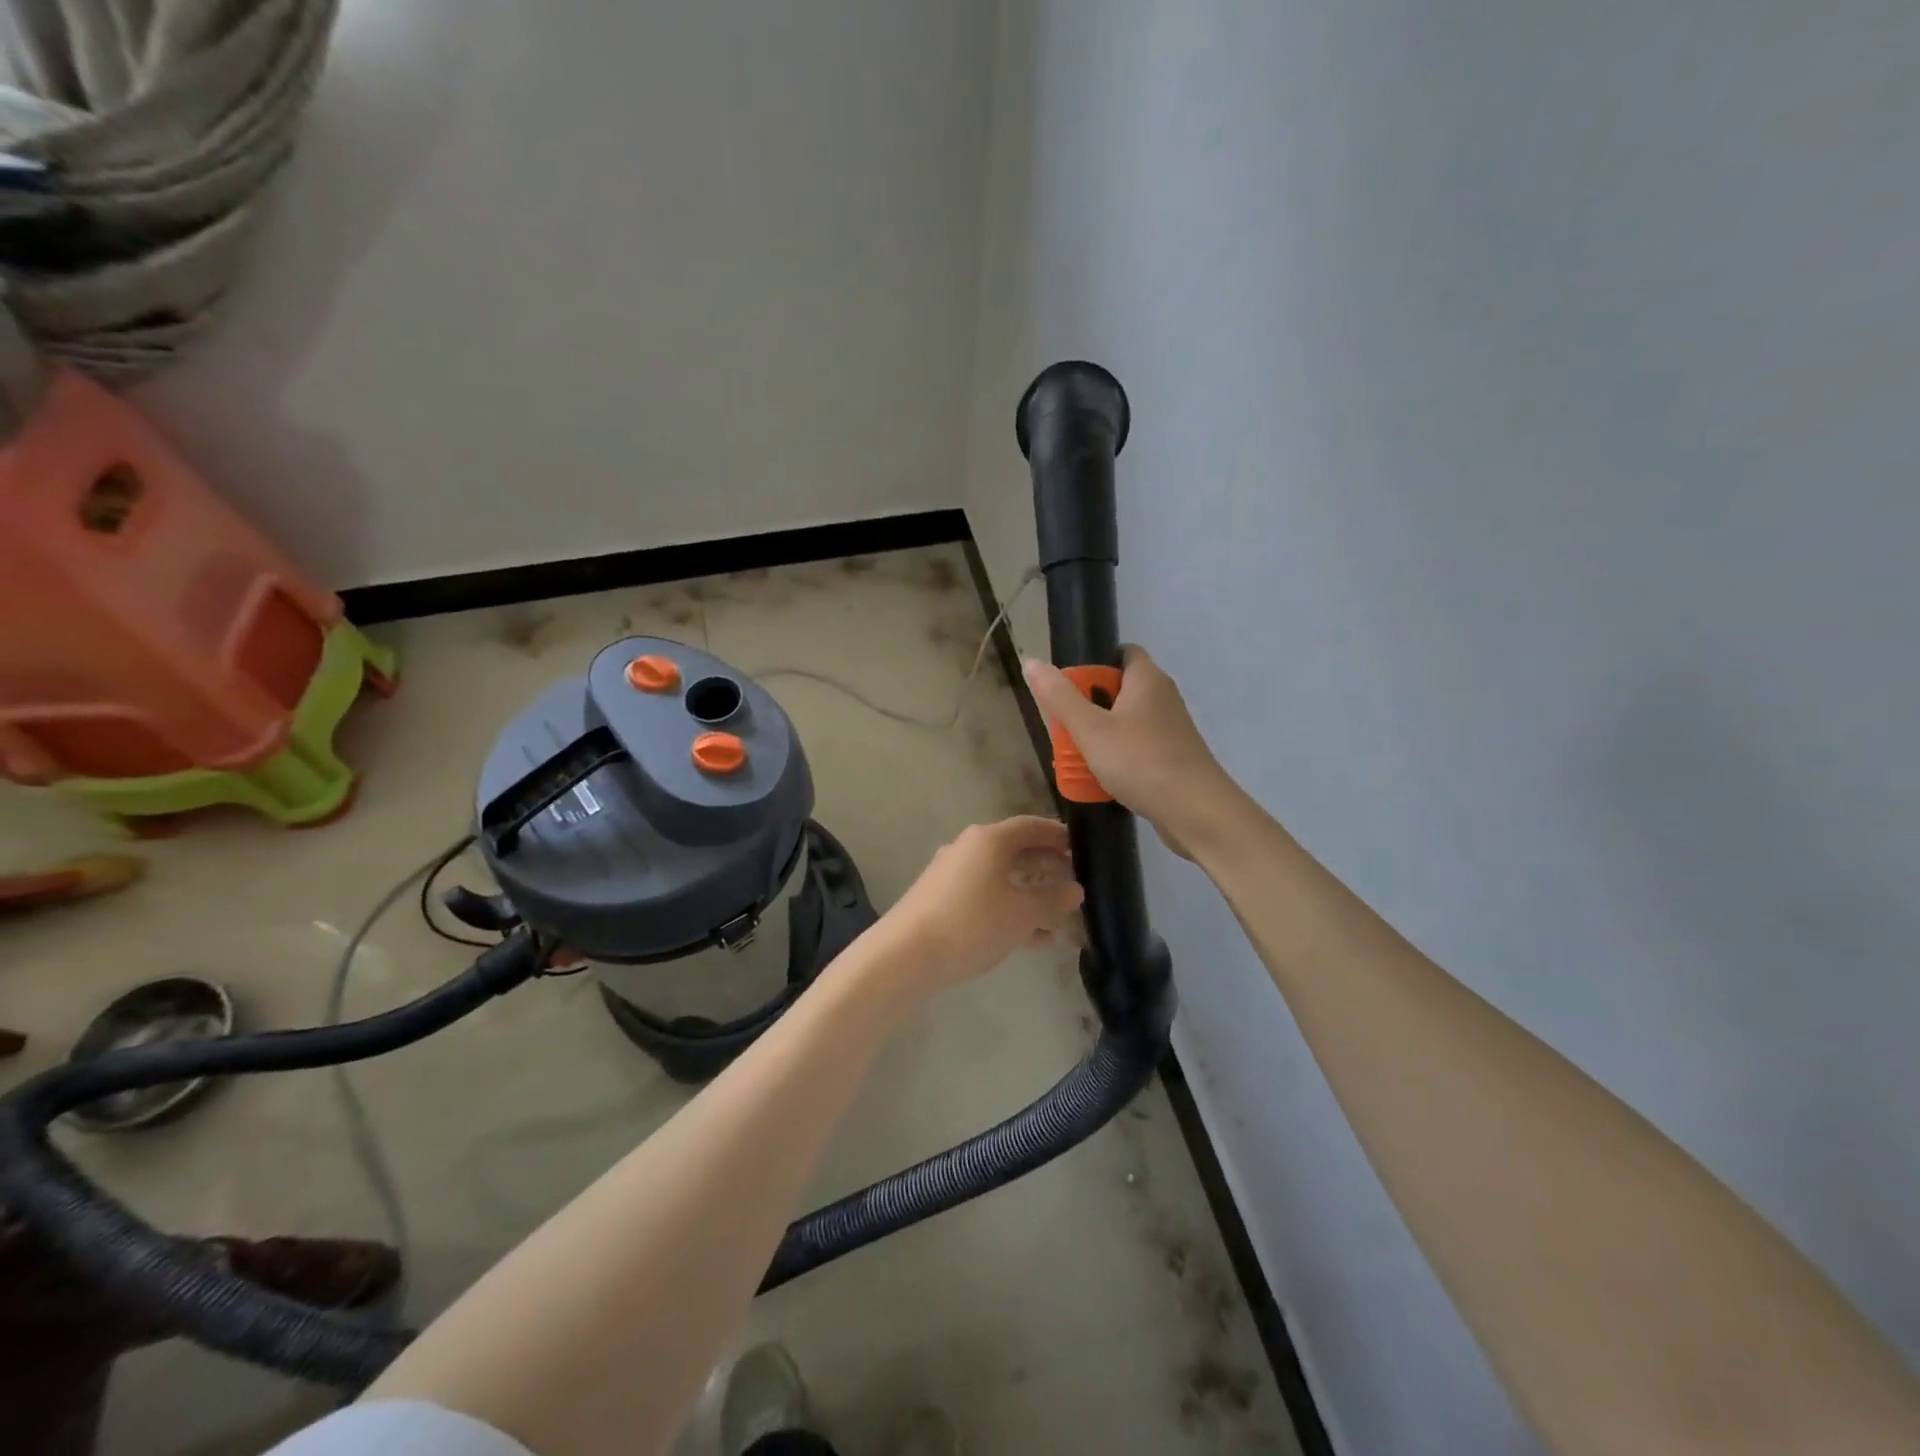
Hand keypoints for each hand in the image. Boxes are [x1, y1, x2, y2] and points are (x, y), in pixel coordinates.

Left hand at [873, 816, 1083, 992]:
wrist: (905, 954)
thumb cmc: (971, 923)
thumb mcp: (1021, 914)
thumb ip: (1052, 900)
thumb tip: (1075, 889)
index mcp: (989, 840)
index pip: (1031, 826)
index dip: (1058, 835)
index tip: (1081, 848)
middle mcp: (969, 848)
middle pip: (1016, 850)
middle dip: (1046, 865)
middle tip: (1074, 880)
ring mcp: (952, 874)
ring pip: (1001, 877)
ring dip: (1030, 893)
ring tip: (1059, 915)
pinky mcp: (942, 900)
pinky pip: (986, 897)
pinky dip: (1010, 910)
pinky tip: (1034, 938)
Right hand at [1023, 647, 1236, 859]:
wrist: (1196, 812)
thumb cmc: (1141, 762)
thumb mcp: (1091, 729)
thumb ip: (1060, 697)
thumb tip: (1031, 661)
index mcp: (1147, 679)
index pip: (1120, 653)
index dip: (1093, 665)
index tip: (1067, 687)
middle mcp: (1162, 697)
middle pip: (1117, 691)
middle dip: (1087, 707)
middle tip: (1063, 727)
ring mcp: (1169, 730)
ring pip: (1124, 723)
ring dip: (1098, 737)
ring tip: (1074, 756)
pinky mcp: (1172, 758)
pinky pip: (1135, 748)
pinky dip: (1116, 758)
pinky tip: (1099, 778)